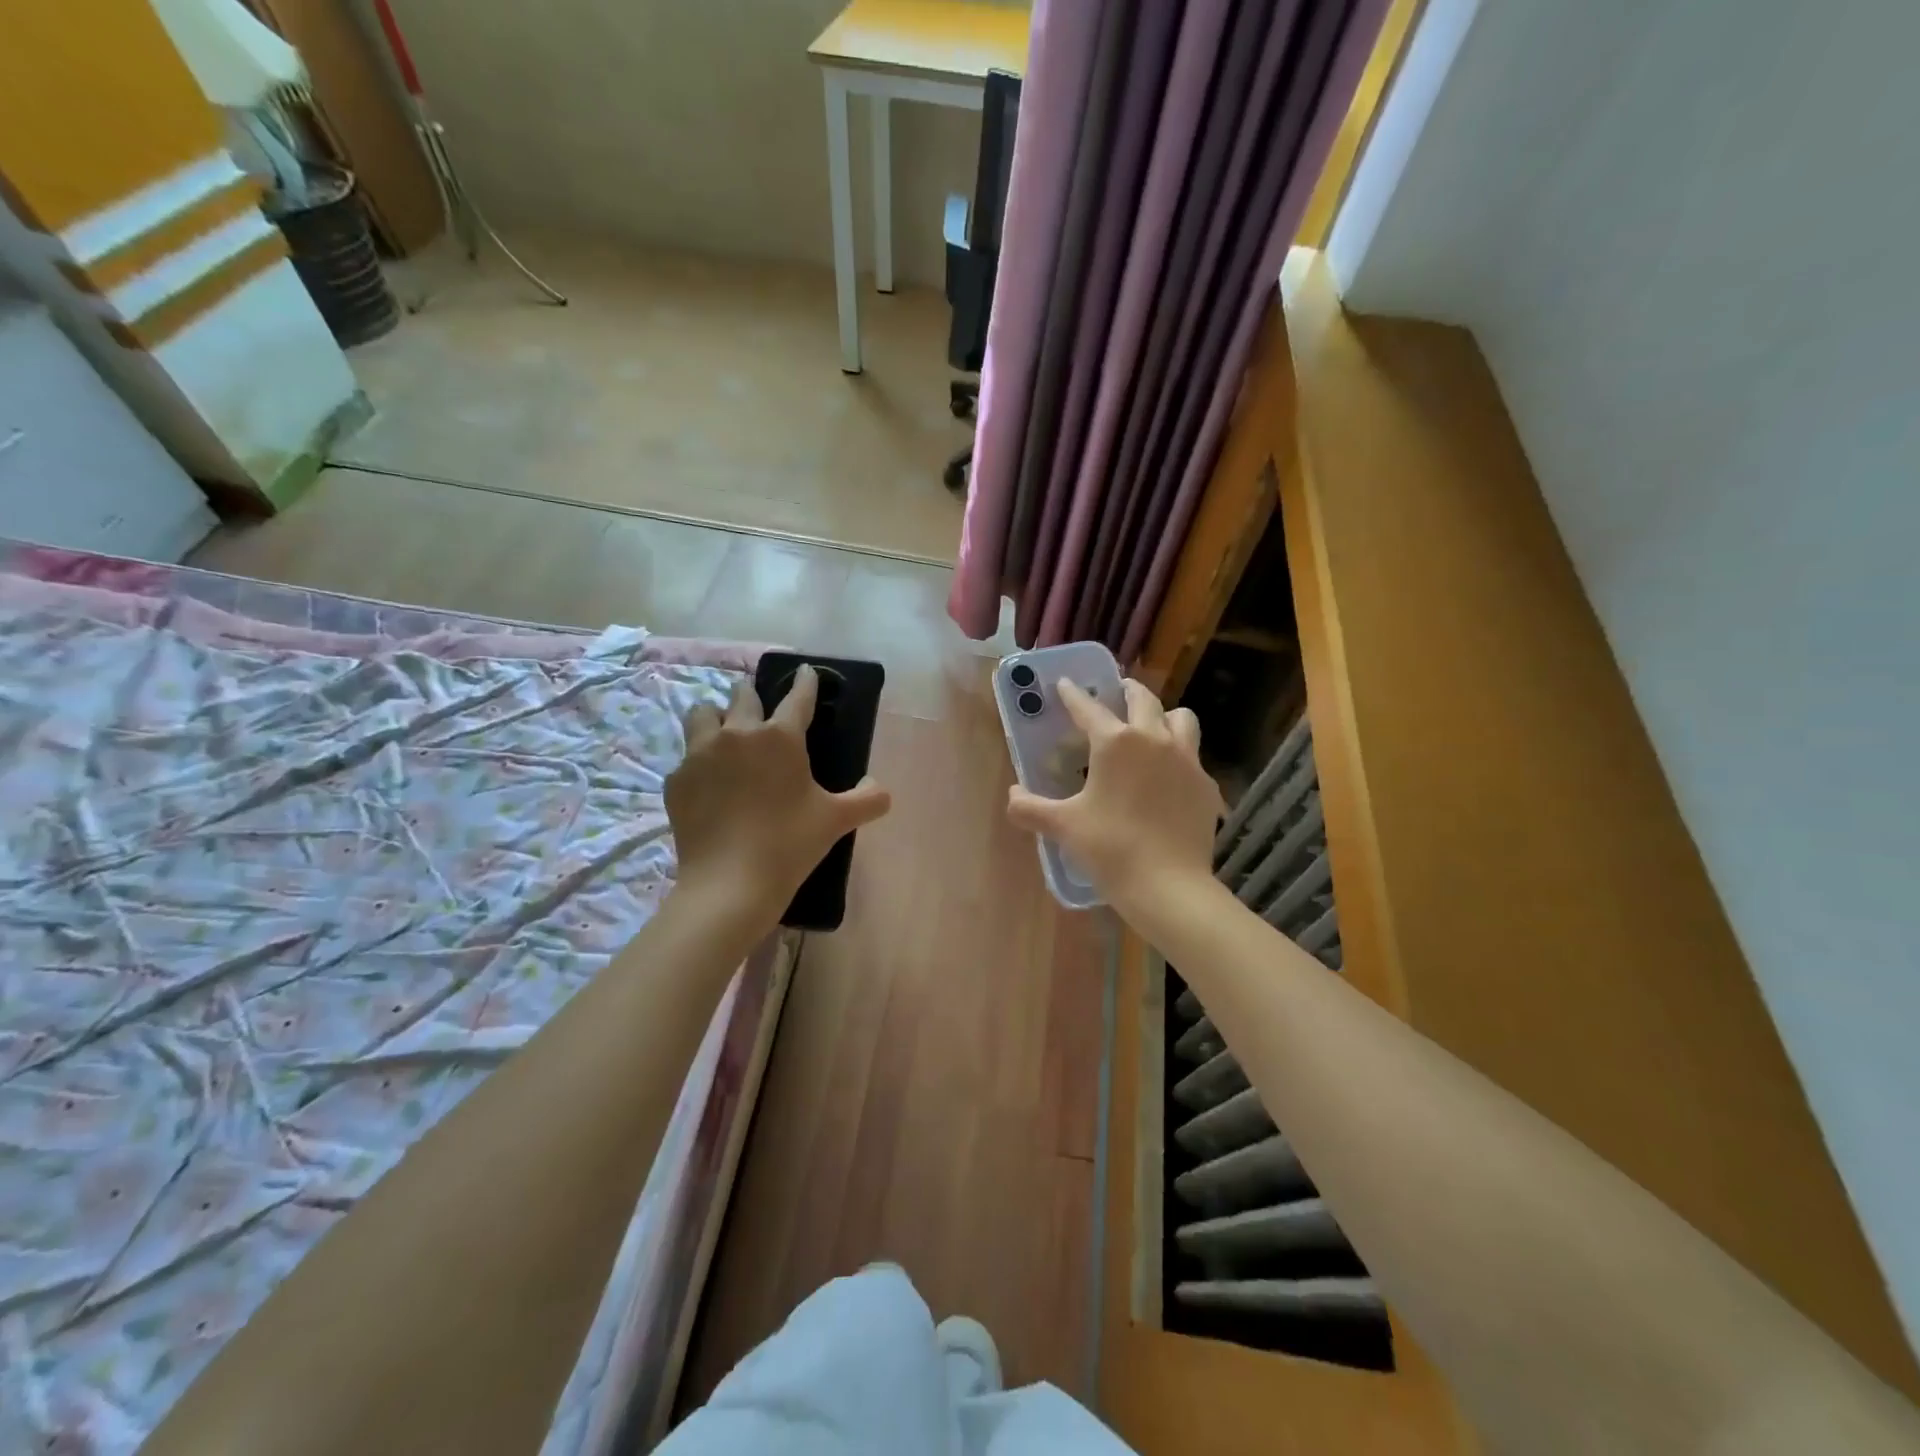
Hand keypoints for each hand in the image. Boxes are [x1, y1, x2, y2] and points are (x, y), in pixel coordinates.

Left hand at [666, 666, 891, 924]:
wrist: (730, 884)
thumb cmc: (790, 843)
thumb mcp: (837, 820)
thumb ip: (868, 799)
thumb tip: (881, 789)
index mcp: (780, 736)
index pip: (797, 697)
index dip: (805, 682)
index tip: (806, 672)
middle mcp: (737, 734)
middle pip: (743, 696)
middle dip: (754, 695)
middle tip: (761, 706)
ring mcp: (700, 755)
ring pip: (702, 714)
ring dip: (716, 717)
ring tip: (724, 733)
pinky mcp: (676, 781)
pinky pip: (686, 758)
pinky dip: (699, 763)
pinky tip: (709, 784)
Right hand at [1006, 678, 1223, 917]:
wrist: (1169, 885)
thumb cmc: (1110, 849)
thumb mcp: (1063, 827)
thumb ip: (1030, 808)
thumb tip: (1013, 795)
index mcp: (1115, 743)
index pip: (1088, 708)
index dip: (1073, 694)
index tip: (1065, 683)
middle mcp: (1154, 739)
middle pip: (1143, 699)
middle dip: (1126, 690)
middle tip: (1116, 692)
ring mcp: (1187, 760)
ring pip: (1181, 718)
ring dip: (1163, 715)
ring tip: (1152, 726)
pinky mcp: (1206, 784)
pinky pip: (1194, 757)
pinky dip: (1181, 756)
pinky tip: (1171, 776)